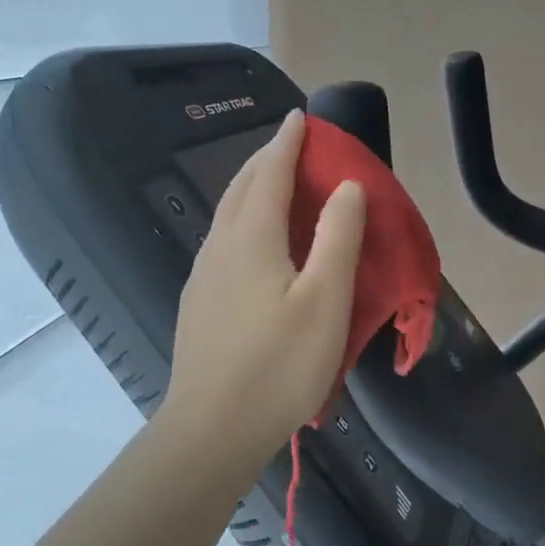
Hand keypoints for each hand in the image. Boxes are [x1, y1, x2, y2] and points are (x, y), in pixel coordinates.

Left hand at [156, 110, 366, 475]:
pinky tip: (253, 241)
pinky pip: (222, 240)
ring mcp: (202, 275)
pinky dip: (242, 219)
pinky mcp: (197, 301)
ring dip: (250, 188)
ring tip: (275, 184)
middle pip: (240, 187)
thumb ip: (337, 238)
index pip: (269, 172)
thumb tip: (346, 186)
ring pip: (226, 214)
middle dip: (266, 159)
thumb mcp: (325, 301)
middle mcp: (220, 246)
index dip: (287, 142)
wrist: (211, 428)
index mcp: (251, 238)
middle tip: (291, 145)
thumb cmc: (278, 366)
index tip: (300, 117)